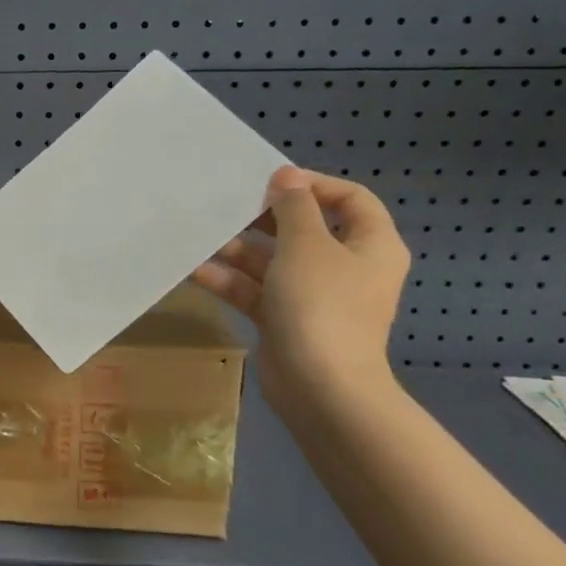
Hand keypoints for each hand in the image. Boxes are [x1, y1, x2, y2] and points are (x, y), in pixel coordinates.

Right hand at [191, 167, 409, 415]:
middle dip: (264, 218)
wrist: (320, 388)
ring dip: (239, 250)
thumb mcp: (306, 245)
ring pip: (273, 261)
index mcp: (370, 245)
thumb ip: (294, 207)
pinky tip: (196, 270)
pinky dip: (230, 280)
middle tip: (228, 205)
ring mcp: (313, 296)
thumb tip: (287, 177)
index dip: (313, 185)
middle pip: (305, 229)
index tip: (270, 181)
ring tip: (202, 237)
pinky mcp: (285, 320)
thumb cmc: (322, 305)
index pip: (350, 199)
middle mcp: (345, 267)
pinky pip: (256, 290)